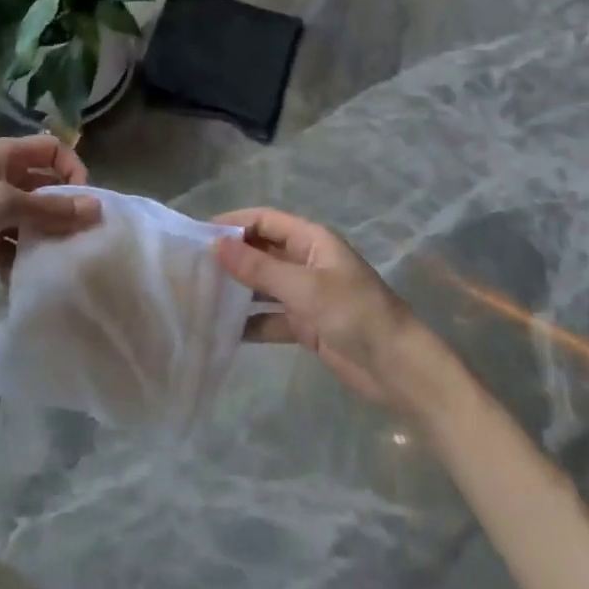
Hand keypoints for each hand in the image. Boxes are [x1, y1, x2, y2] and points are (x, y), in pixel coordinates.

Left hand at [0, 136, 99, 295]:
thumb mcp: (2, 204)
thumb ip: (50, 209)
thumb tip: (97, 209)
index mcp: (5, 156)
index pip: (53, 150)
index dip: (73, 169)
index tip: (84, 201)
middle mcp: (1, 178)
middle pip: (45, 188)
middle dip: (64, 210)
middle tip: (83, 240)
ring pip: (30, 221)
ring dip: (45, 239)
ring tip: (63, 263)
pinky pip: (10, 248)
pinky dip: (21, 261)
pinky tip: (31, 281)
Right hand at [213, 208, 425, 406]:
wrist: (398, 369)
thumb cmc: (354, 314)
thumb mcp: (304, 287)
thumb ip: (258, 268)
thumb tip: (215, 245)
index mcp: (312, 240)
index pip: (265, 220)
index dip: (233, 223)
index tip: (197, 235)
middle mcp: (306, 261)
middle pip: (261, 251)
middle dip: (230, 257)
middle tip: (189, 268)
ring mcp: (306, 294)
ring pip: (263, 285)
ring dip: (236, 290)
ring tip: (198, 298)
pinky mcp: (306, 325)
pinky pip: (269, 317)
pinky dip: (249, 322)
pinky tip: (222, 331)